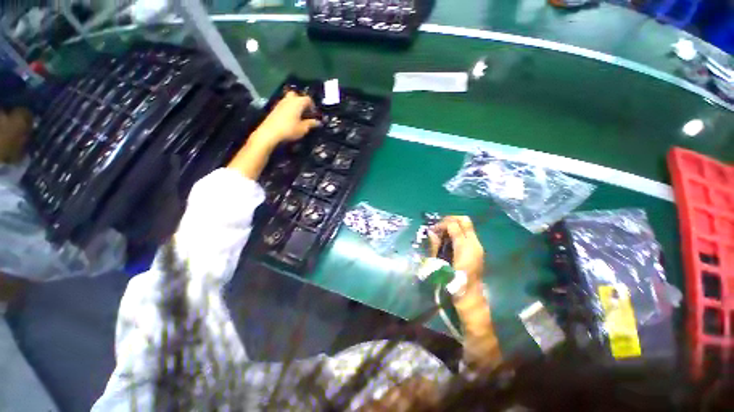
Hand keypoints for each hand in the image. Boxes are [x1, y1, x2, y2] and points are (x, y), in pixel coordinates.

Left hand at [250, 92, 320, 146]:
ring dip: (295, 105)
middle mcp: (289, 99)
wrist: (270, 132)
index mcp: (298, 102)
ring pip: (290, 100)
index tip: (314, 114)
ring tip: (299, 116)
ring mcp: (281, 103)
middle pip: (297, 95)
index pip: (308, 99)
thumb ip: (311, 124)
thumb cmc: (289, 129)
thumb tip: (318, 122)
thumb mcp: (303, 128)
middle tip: (305, 111)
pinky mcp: (275, 108)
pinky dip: (289, 109)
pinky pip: (285, 105)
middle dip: (302, 102)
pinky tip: (291, 118)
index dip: (313, 106)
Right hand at [428, 216, 484, 288]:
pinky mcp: (477, 249)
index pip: (453, 225)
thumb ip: (436, 245)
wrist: (469, 294)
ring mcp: (477, 245)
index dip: (441, 224)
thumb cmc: (453, 281)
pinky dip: (458, 231)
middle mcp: (473, 243)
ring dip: (454, 225)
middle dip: (449, 220)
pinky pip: (468, 233)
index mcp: (464, 247)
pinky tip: (449, 238)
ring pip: (467, 225)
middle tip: (439, 227)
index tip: (432, 230)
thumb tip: (431, 233)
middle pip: (463, 220)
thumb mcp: (440, 262)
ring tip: (443, 232)